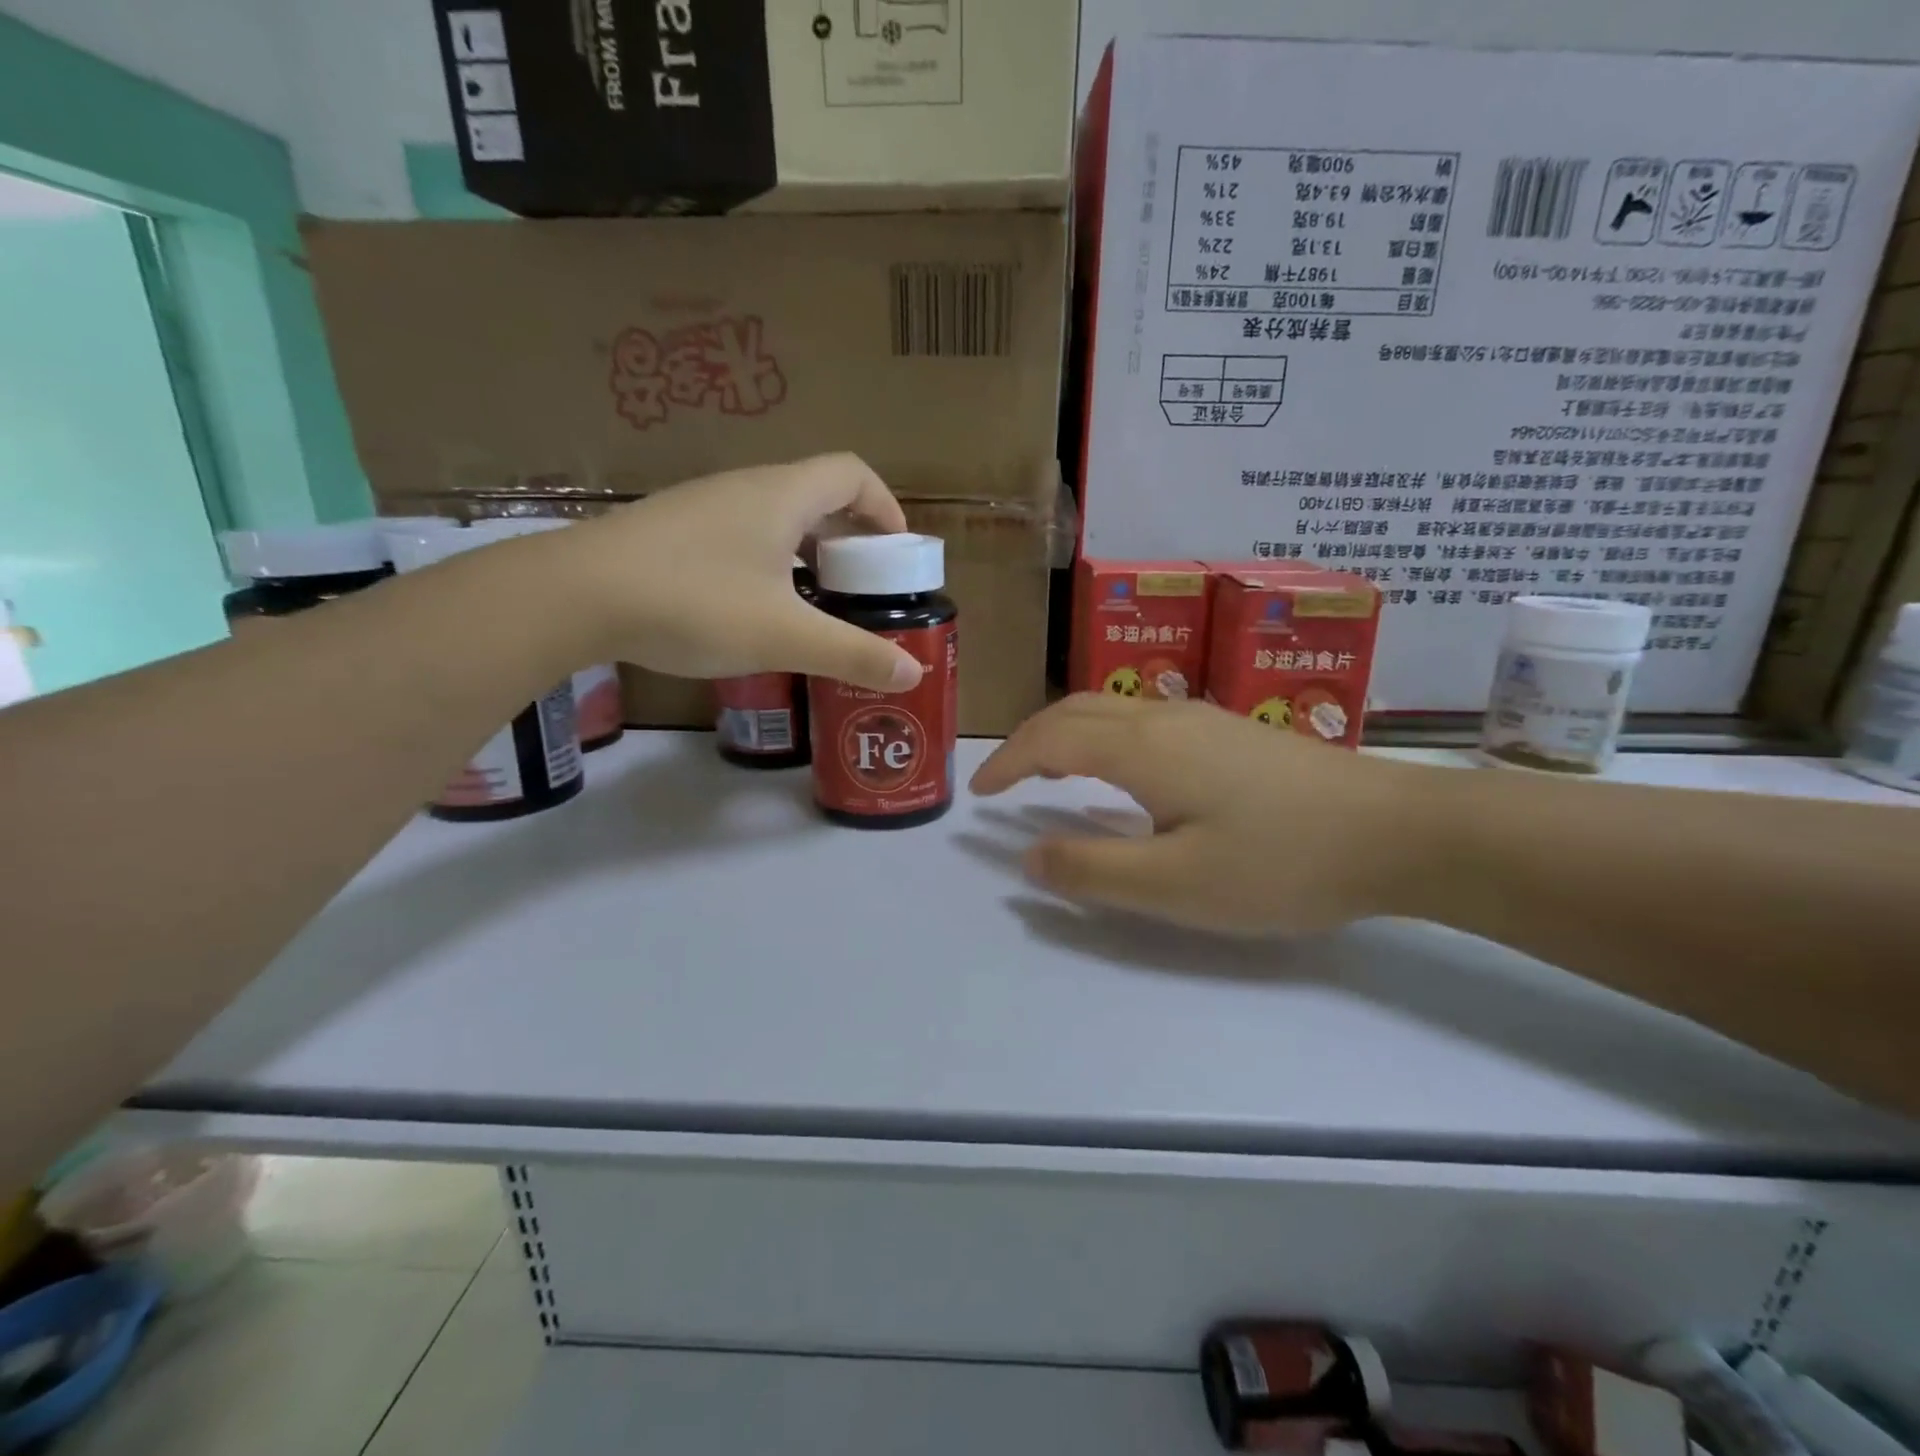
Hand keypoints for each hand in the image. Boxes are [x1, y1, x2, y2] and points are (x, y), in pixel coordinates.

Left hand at [553, 454, 922, 692]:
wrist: (573, 596)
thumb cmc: (695, 603)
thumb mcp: (785, 636)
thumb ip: (853, 654)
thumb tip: (914, 674)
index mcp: (782, 496)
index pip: (852, 474)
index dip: (885, 507)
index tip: (898, 552)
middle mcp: (744, 489)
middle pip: (817, 495)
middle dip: (851, 539)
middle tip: (864, 588)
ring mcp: (702, 508)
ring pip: (775, 518)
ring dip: (808, 552)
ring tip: (816, 603)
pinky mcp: (671, 533)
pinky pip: (740, 536)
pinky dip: (768, 562)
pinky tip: (756, 609)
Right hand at [970, 695, 1435, 934]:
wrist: (1399, 831)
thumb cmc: (1281, 862)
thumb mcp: (1177, 885)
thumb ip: (1094, 871)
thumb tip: (1029, 856)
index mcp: (1142, 748)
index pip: (1050, 740)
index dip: (1007, 764)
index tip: (980, 797)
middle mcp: (1164, 719)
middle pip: (1075, 711)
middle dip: (1029, 741)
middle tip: (1005, 781)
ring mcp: (1203, 720)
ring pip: (1110, 710)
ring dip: (1066, 733)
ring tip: (1050, 771)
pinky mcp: (1231, 732)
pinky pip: (1141, 721)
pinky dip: (1102, 737)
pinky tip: (1122, 772)